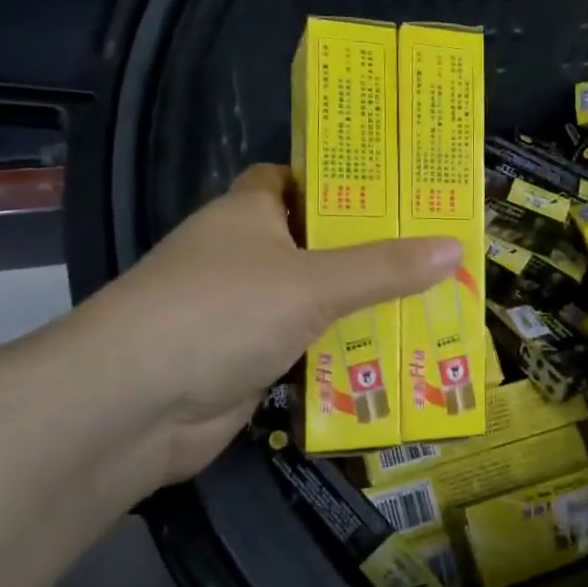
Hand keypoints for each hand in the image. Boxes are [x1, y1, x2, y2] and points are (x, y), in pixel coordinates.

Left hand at [45, 164, 460, 486]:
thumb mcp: (314, 282)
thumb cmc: (222, 312)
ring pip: (313, 299)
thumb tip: (456, 247)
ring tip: (431, 301)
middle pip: (314, 242)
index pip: (295, 179)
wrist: (131, 407)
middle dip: (368, 249)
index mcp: (248, 213)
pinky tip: (391, 356)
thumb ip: (384, 267)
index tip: (397, 190)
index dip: (340, 180)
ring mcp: (241, 311)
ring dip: (359, 305)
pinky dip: (339, 352)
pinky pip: (305, 346)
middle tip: (433, 249)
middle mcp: (242, 255)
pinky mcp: (245, 361)